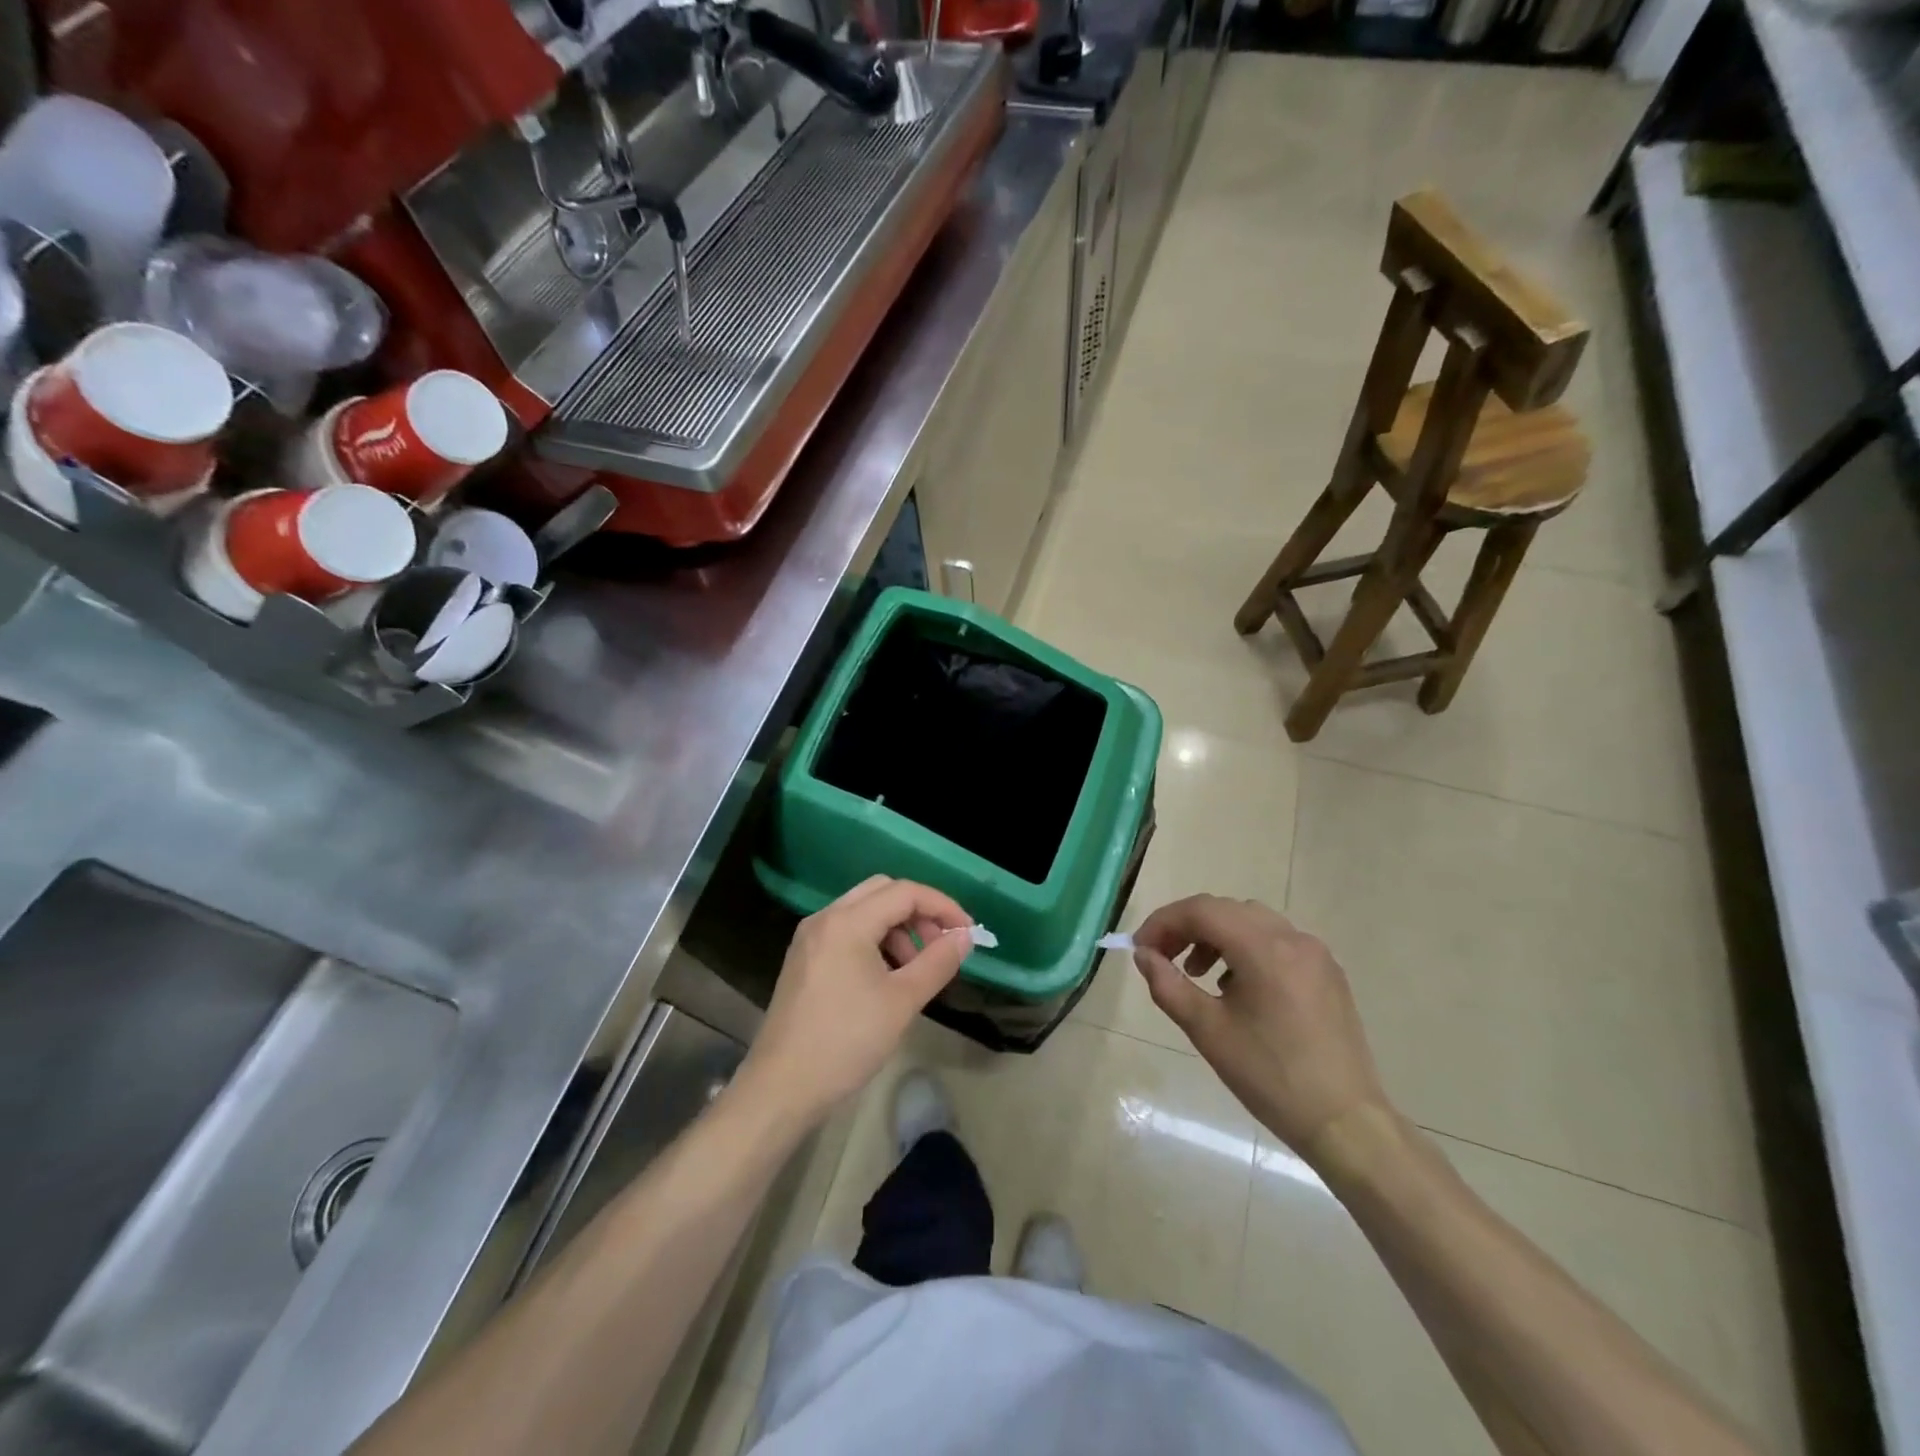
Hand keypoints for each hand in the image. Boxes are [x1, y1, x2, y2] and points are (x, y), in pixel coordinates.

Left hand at [739, 876, 971, 1126]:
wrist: (781, 1088)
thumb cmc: (846, 1041)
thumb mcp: (902, 1001)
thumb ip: (938, 962)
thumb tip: (964, 937)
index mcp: (847, 922)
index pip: (905, 892)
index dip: (943, 907)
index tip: (968, 933)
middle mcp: (825, 918)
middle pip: (883, 892)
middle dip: (919, 912)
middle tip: (941, 946)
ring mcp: (810, 938)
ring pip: (864, 911)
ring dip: (898, 927)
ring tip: (917, 968)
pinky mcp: (804, 959)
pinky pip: (848, 931)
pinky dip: (875, 940)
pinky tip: (888, 976)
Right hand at [1133, 895, 1391, 1163]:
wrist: (1345, 1124)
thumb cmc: (1270, 1077)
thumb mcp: (1207, 1031)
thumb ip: (1168, 985)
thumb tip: (1144, 955)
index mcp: (1264, 948)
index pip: (1201, 911)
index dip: (1163, 923)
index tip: (1140, 948)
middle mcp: (1293, 938)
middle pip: (1226, 910)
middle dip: (1187, 927)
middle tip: (1161, 957)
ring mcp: (1315, 954)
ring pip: (1252, 922)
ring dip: (1216, 936)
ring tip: (1196, 973)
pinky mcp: (1327, 973)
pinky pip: (1276, 942)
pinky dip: (1245, 949)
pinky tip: (1235, 987)